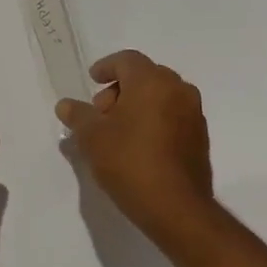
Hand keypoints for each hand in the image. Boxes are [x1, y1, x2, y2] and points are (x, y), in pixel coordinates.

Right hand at [56, 51, 214, 243]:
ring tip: (116, 132)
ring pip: (161, 96)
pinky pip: (172, 116)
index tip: (92, 80)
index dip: (106, 67)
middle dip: (120, 89)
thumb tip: (66, 105)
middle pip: (145, 76)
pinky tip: (137, 145)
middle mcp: (178, 90)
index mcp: (152, 82)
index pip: (127, 60)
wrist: (175, 207)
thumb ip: (77, 115)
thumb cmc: (129, 162)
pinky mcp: (200, 138)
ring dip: (137, 105)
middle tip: (100, 113)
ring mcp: (194, 114)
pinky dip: (154, 120)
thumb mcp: (91, 137)